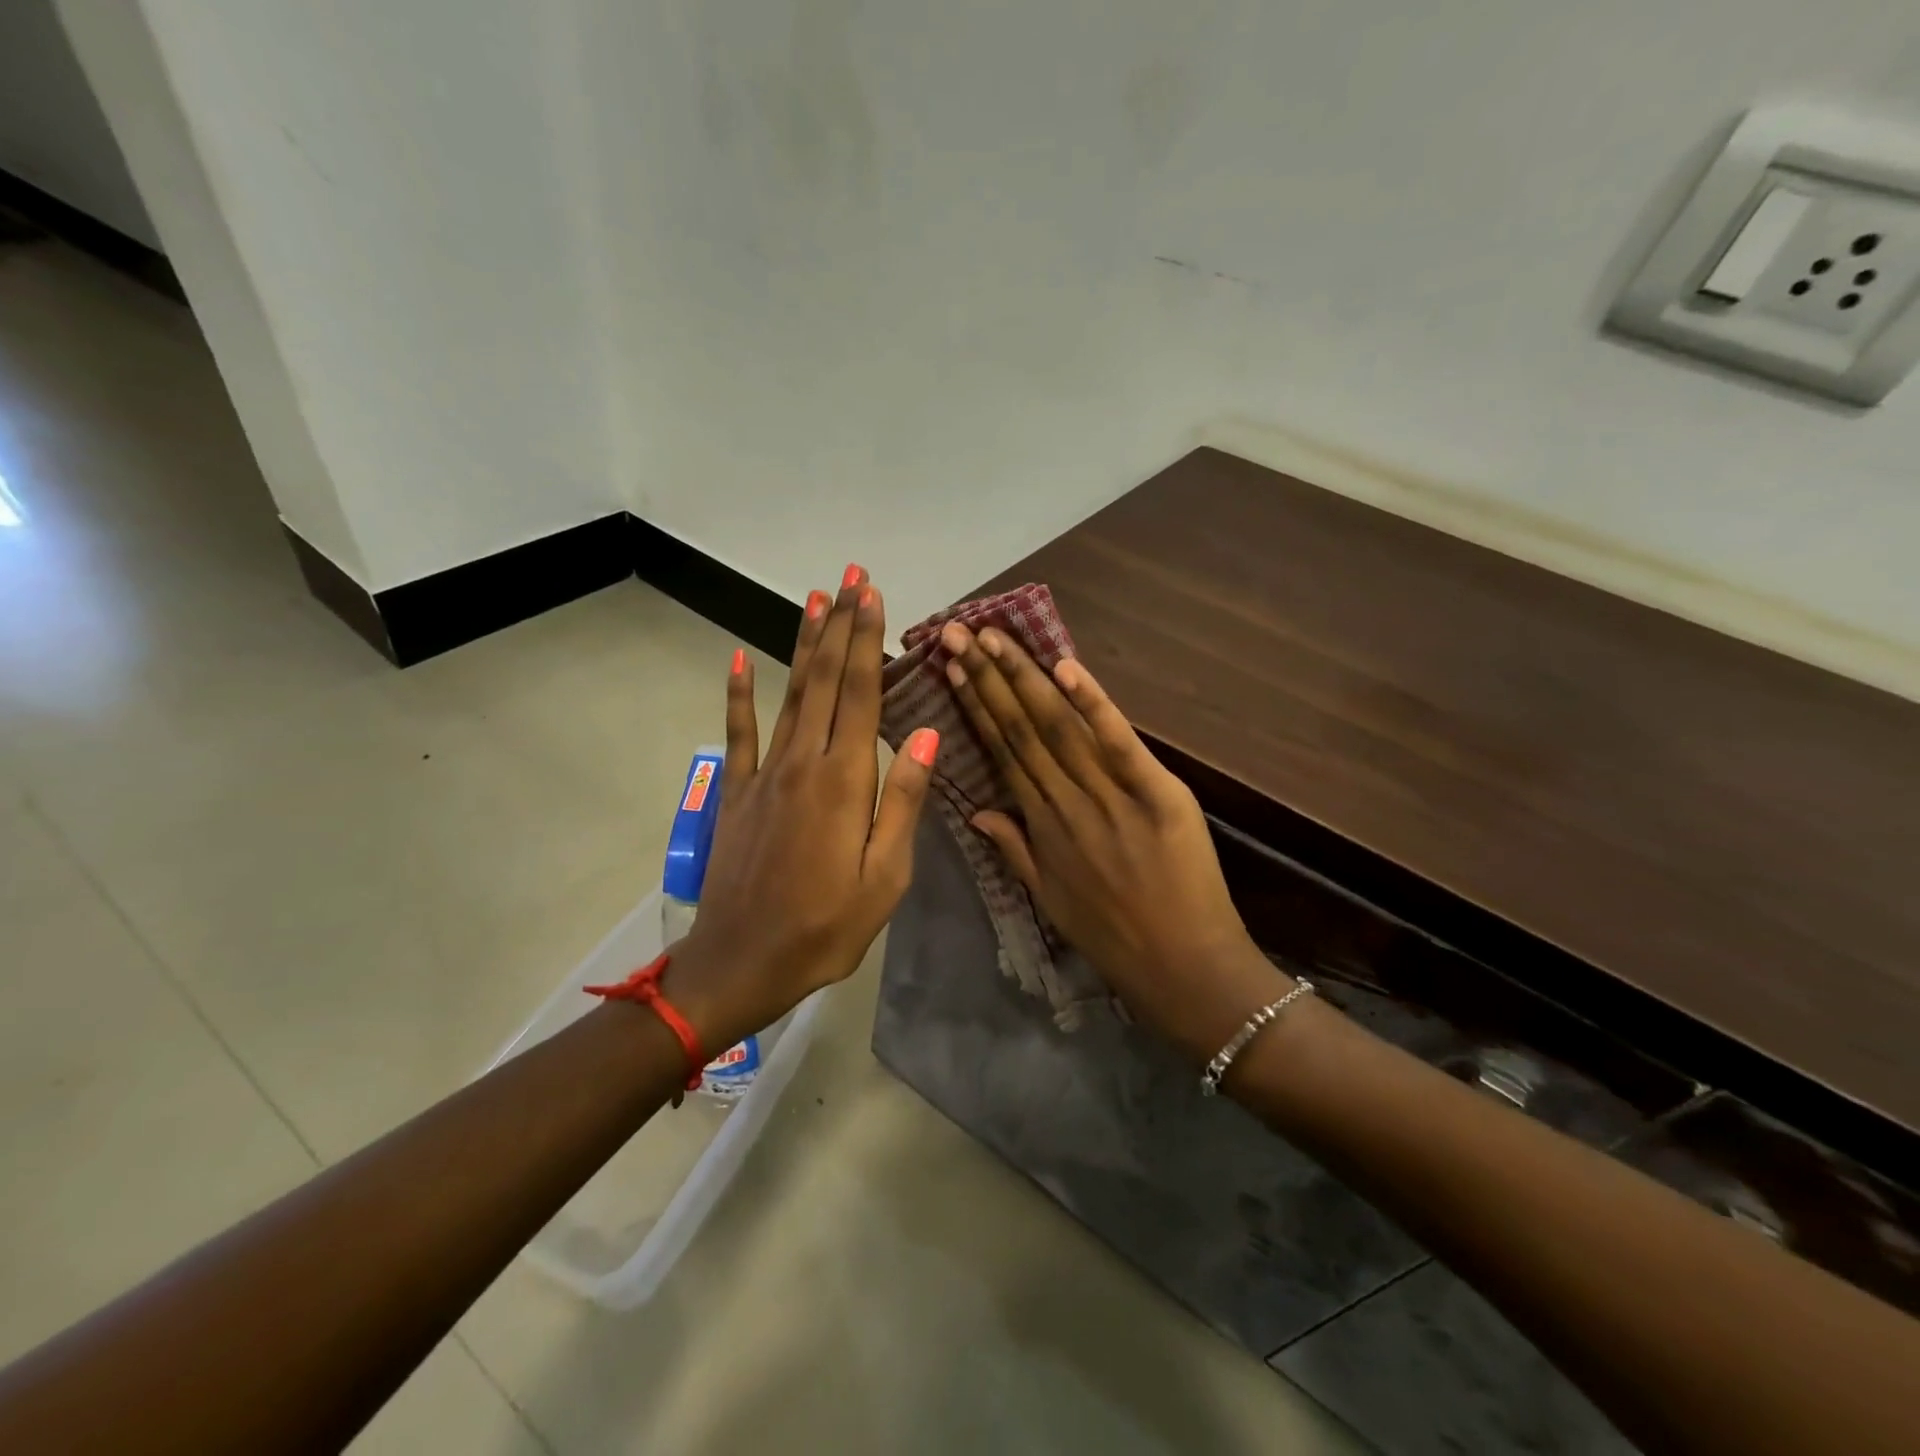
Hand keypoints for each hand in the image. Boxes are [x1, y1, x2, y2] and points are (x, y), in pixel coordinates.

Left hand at [663, 569, 938, 1051]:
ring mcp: (764, 774)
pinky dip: (738, 695)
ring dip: (803, 644)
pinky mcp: (737, 793)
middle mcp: (803, 763)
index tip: (873, 594)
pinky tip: (737, 660)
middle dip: (840, 626)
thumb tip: (925, 734)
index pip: (860, 694)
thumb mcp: (885, 876)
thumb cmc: (827, 927)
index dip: (866, 641)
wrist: (742, 963)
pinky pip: (738, 734)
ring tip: (814, 599)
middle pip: (825, 681)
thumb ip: (903, 801)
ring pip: (789, 694)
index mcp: (844, 781)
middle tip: (850, 577)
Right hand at [939, 622, 1289, 1064]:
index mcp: (1041, 825)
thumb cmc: (1113, 937)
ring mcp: (1110, 797)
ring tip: (993, 637)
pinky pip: (1119, 743)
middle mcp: (1065, 803)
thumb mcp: (1049, 898)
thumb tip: (976, 811)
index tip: (952, 667)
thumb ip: (1013, 849)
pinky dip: (1094, 704)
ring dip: (1024, 678)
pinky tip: (1066, 667)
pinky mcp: (1157, 794)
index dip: (976, 706)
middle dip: (987, 677)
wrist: (1182, 969)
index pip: (1001, 751)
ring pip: (1058, 728)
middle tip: (957, 632)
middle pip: (1021, 729)